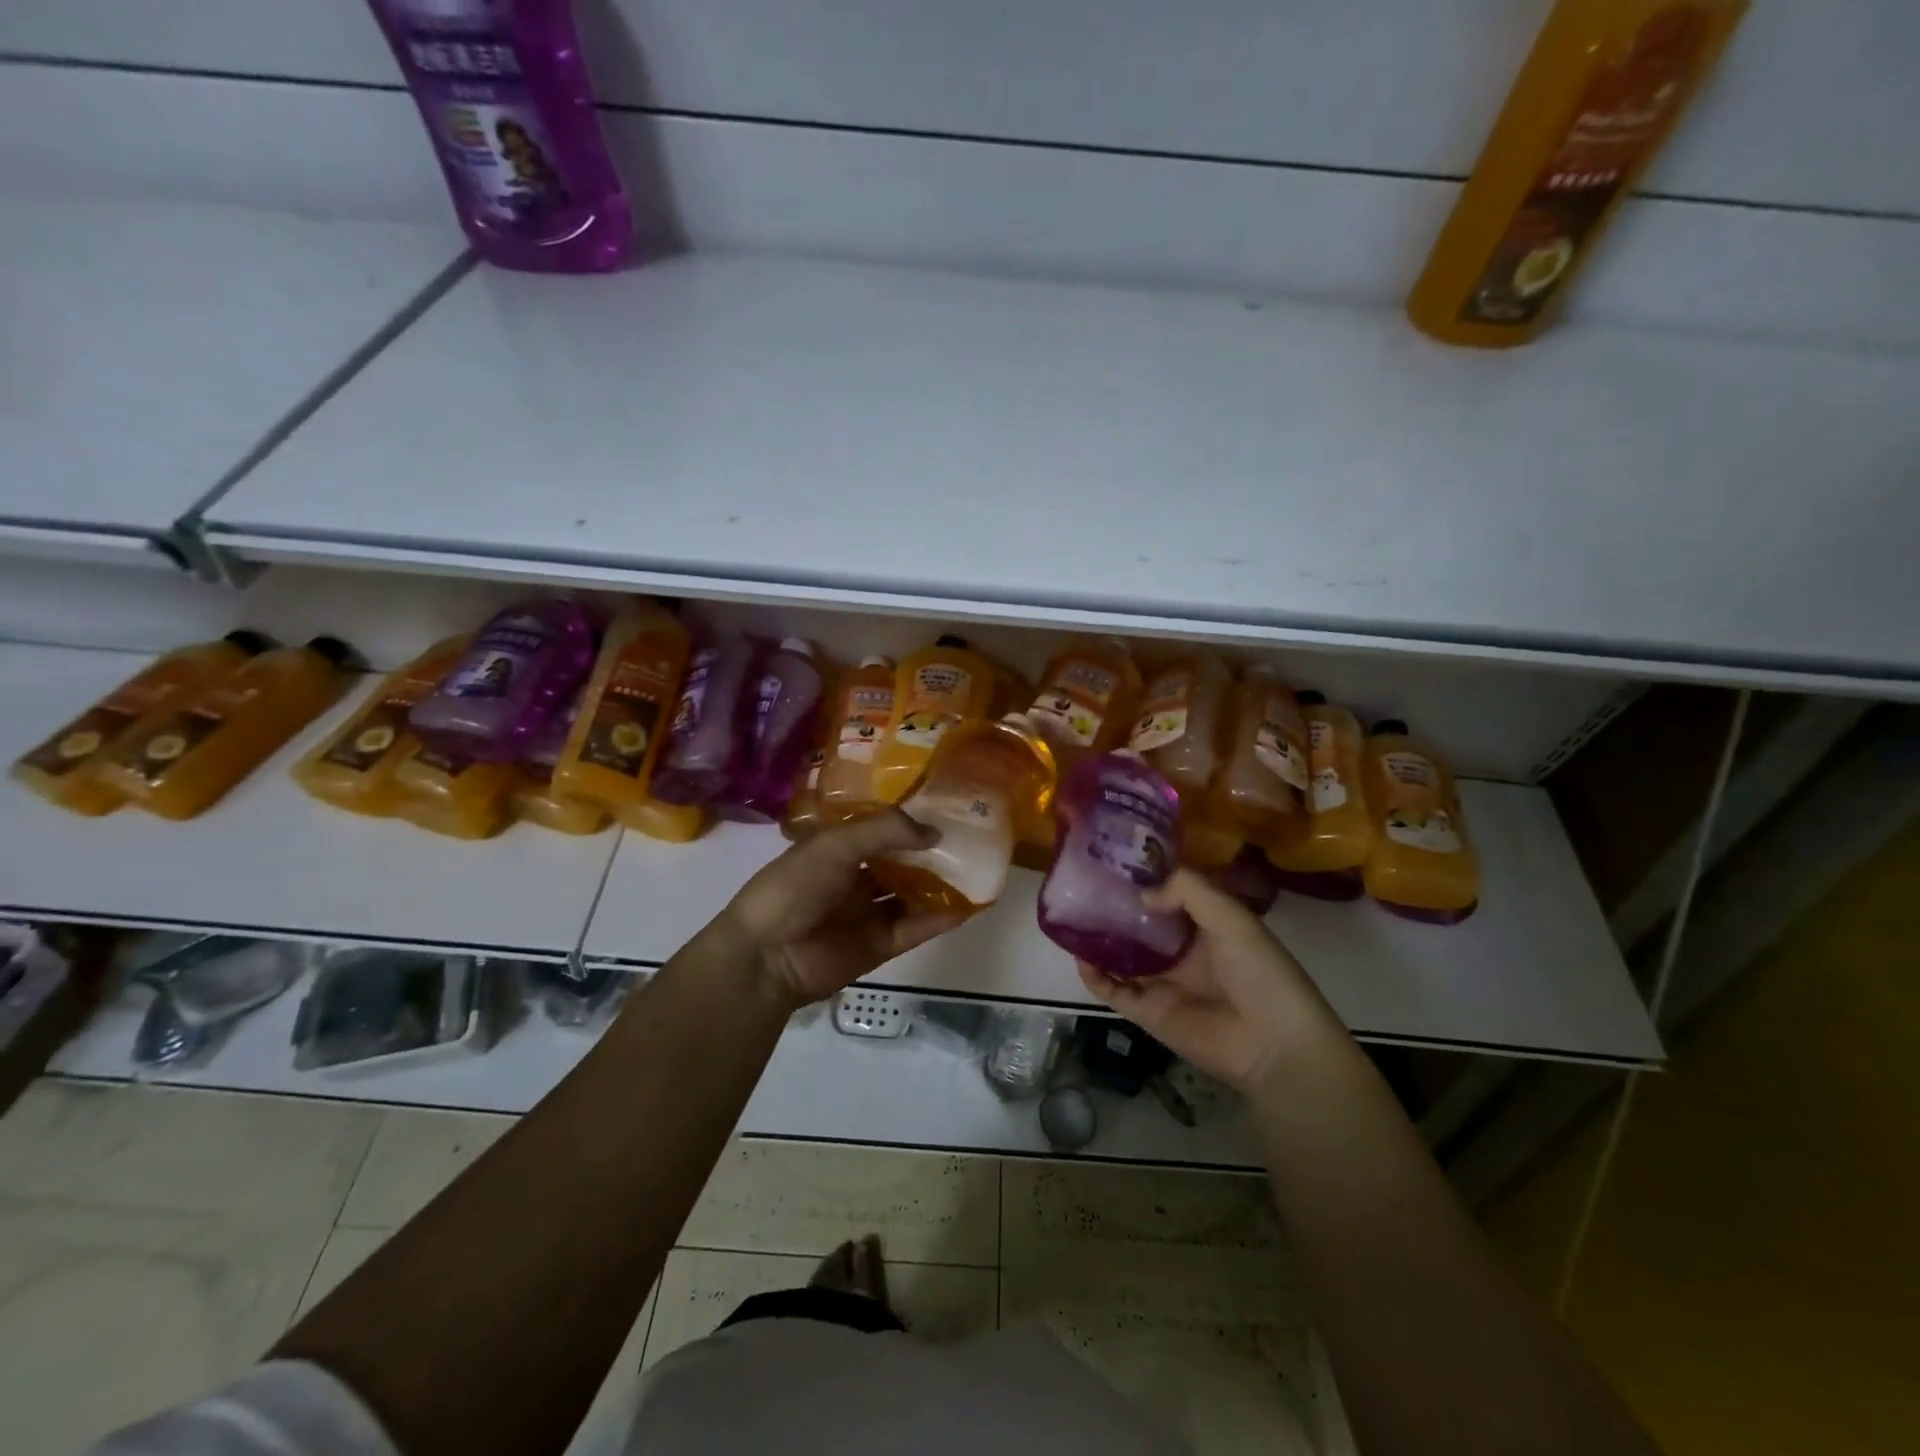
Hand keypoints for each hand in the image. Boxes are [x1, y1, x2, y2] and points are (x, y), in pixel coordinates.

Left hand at [714, 810, 964, 1009]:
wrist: (767, 955)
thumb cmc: (795, 886)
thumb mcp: (837, 844)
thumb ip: (886, 831)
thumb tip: (935, 833)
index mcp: (837, 850)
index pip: (879, 831)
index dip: (908, 822)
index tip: (945, 808)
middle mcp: (855, 879)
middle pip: (900, 863)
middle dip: (929, 854)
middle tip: (970, 839)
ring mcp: (868, 914)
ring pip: (911, 895)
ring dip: (939, 885)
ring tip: (977, 869)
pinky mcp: (880, 945)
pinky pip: (915, 928)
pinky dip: (939, 918)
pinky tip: (967, 905)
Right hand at [1076, 869, 1335, 1092]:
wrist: (1274, 1045)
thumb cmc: (1260, 972)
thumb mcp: (1231, 917)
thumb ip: (1188, 891)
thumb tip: (1142, 894)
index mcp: (1206, 926)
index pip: (1169, 896)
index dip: (1145, 879)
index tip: (1114, 859)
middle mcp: (1181, 952)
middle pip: (1139, 925)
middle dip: (1115, 908)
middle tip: (1083, 885)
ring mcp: (1162, 982)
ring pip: (1120, 956)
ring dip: (1098, 940)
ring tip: (1071, 916)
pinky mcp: (1148, 1012)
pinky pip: (1114, 991)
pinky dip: (1094, 976)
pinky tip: (1079, 955)